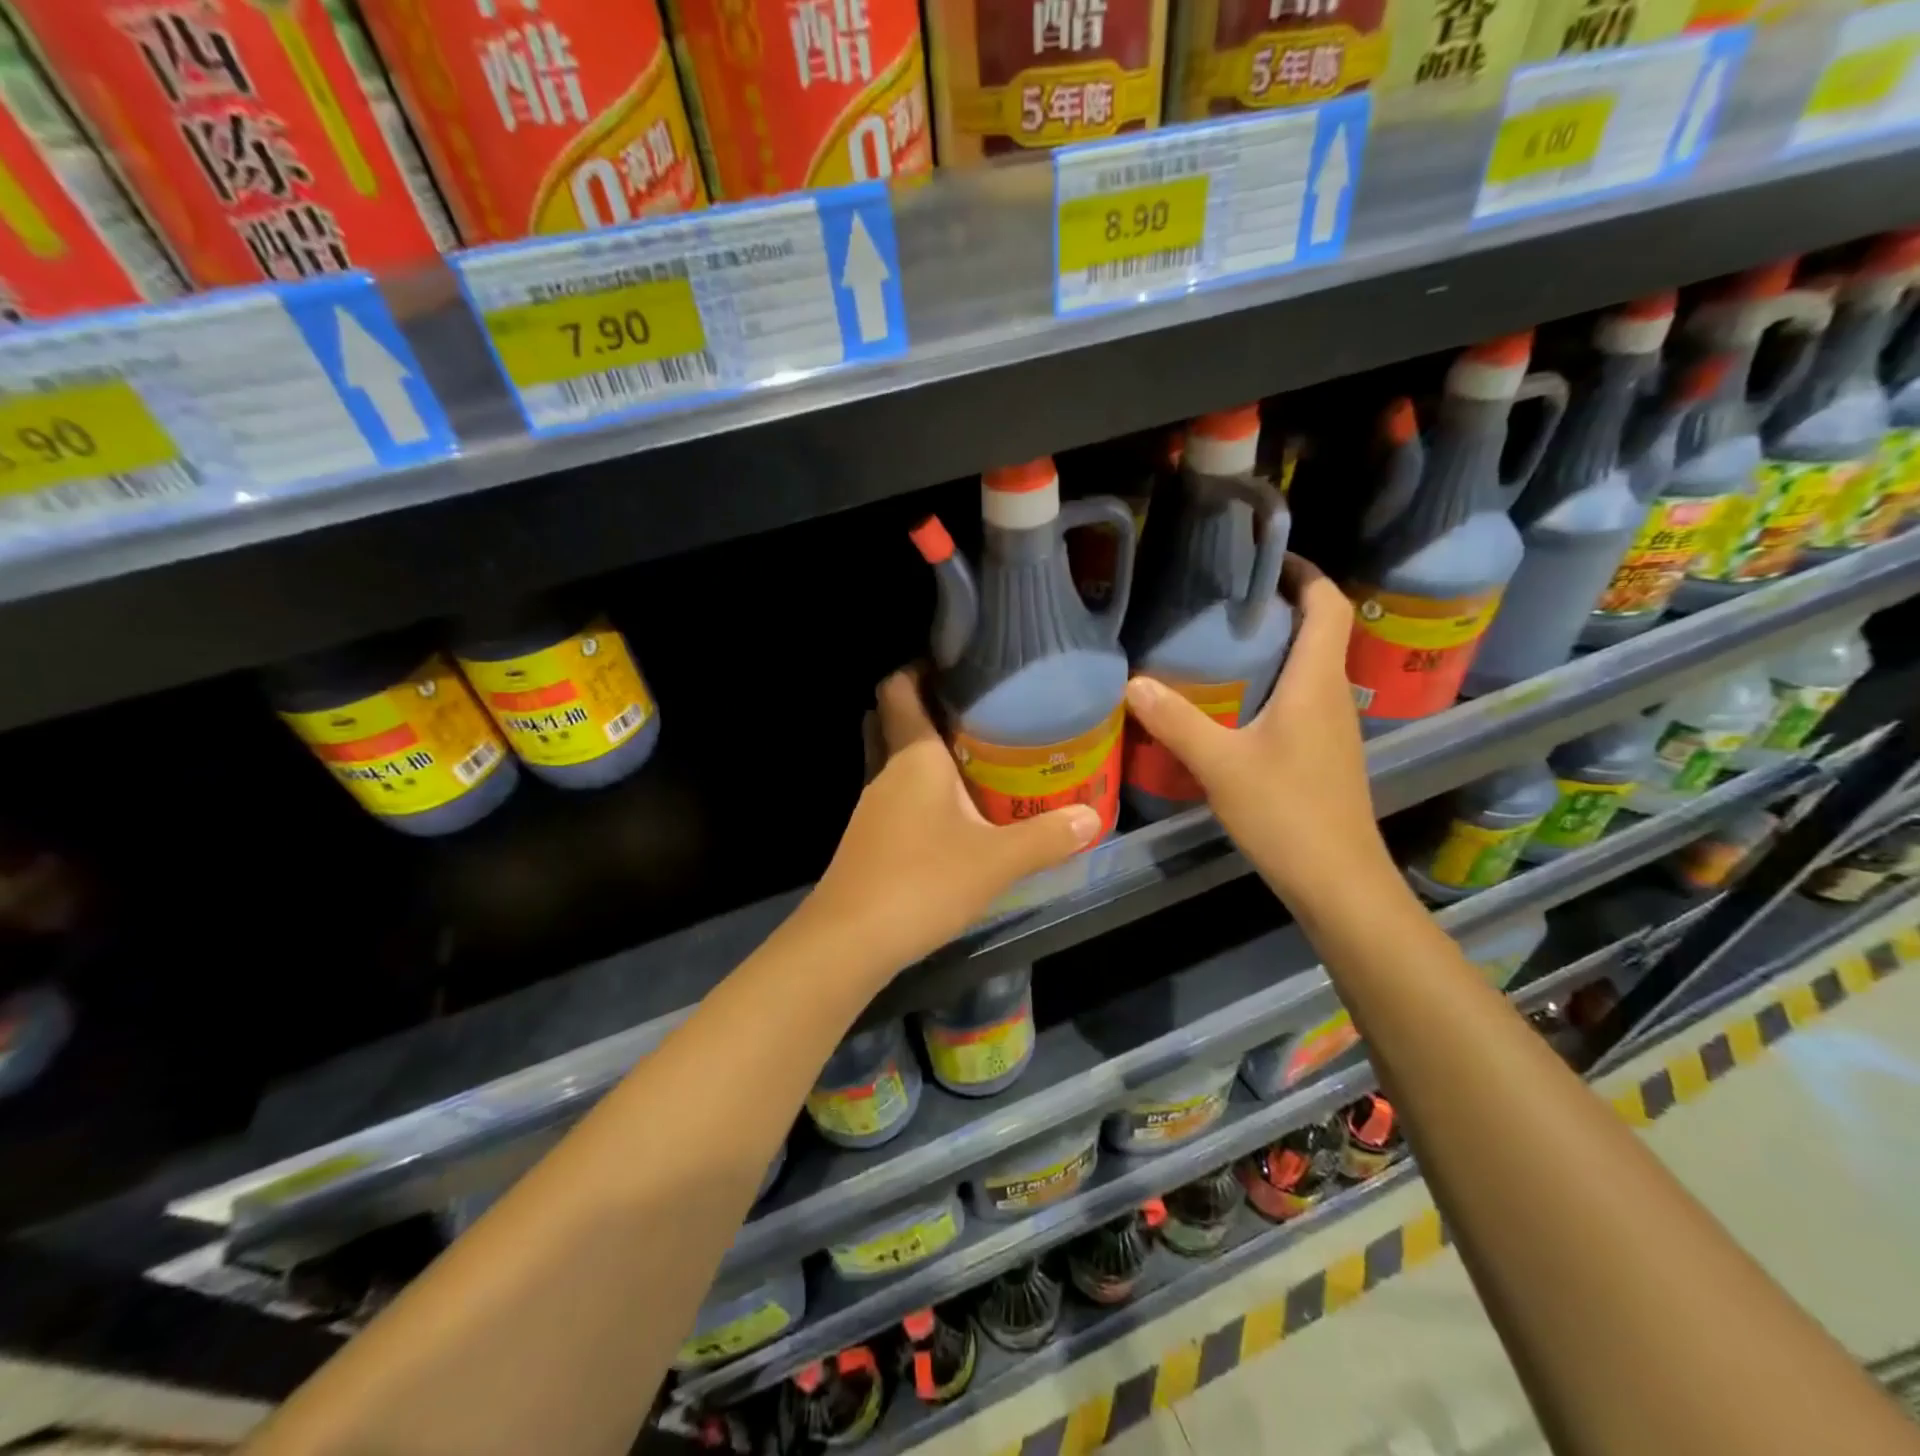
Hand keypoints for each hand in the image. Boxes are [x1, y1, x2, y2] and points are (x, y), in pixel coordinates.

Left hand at [802, 668, 1101, 979]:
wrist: (849, 941)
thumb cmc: (922, 882)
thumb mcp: (996, 861)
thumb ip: (1047, 837)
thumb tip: (1092, 818)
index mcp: (913, 756)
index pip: (899, 687)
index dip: (919, 666)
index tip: (957, 664)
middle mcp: (886, 771)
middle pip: (893, 719)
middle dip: (924, 706)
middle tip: (973, 710)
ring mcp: (871, 806)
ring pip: (892, 759)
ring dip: (922, 750)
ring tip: (973, 754)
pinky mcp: (868, 837)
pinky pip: (893, 793)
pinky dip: (916, 788)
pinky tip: (950, 810)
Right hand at [1123, 555, 1395, 906]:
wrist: (1339, 882)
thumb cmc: (1287, 814)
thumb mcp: (1221, 766)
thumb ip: (1177, 722)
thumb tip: (1133, 683)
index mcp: (1316, 684)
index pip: (1328, 606)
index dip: (1305, 573)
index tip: (1266, 557)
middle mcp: (1333, 696)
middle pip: (1321, 632)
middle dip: (1280, 605)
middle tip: (1225, 598)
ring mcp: (1333, 729)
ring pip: (1311, 668)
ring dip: (1277, 646)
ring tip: (1223, 642)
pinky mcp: (1325, 755)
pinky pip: (1303, 700)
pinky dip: (1274, 684)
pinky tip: (1235, 704)